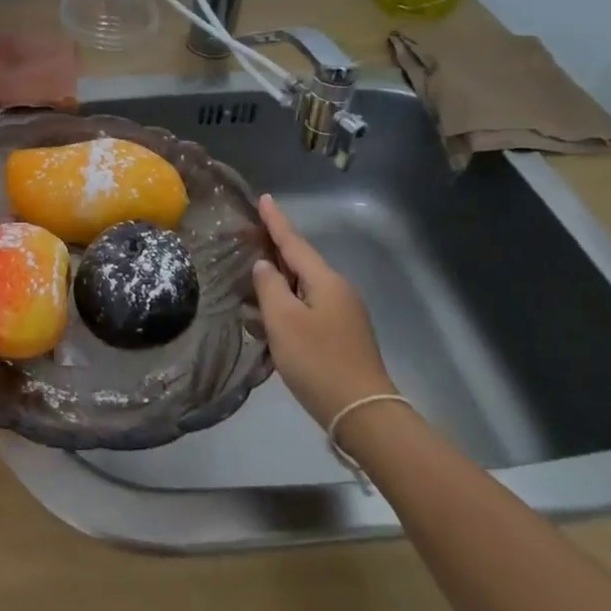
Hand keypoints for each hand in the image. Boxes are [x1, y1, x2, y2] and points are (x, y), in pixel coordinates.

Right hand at [251, 194, 394, 427]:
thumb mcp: (283, 321)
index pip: (294, 242)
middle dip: (274, 250)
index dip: (276, 221)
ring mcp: (343, 315)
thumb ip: (269, 287)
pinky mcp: (342, 337)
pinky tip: (267, 320)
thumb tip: (264, 266)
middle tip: (248, 237)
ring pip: (303, 288)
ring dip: (277, 283)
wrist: (362, 413)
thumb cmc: (318, 361)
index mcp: (325, 280)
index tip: (264, 198)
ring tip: (249, 281)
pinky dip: (286, 307)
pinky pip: (307, 309)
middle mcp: (338, 291)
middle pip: (300, 263)